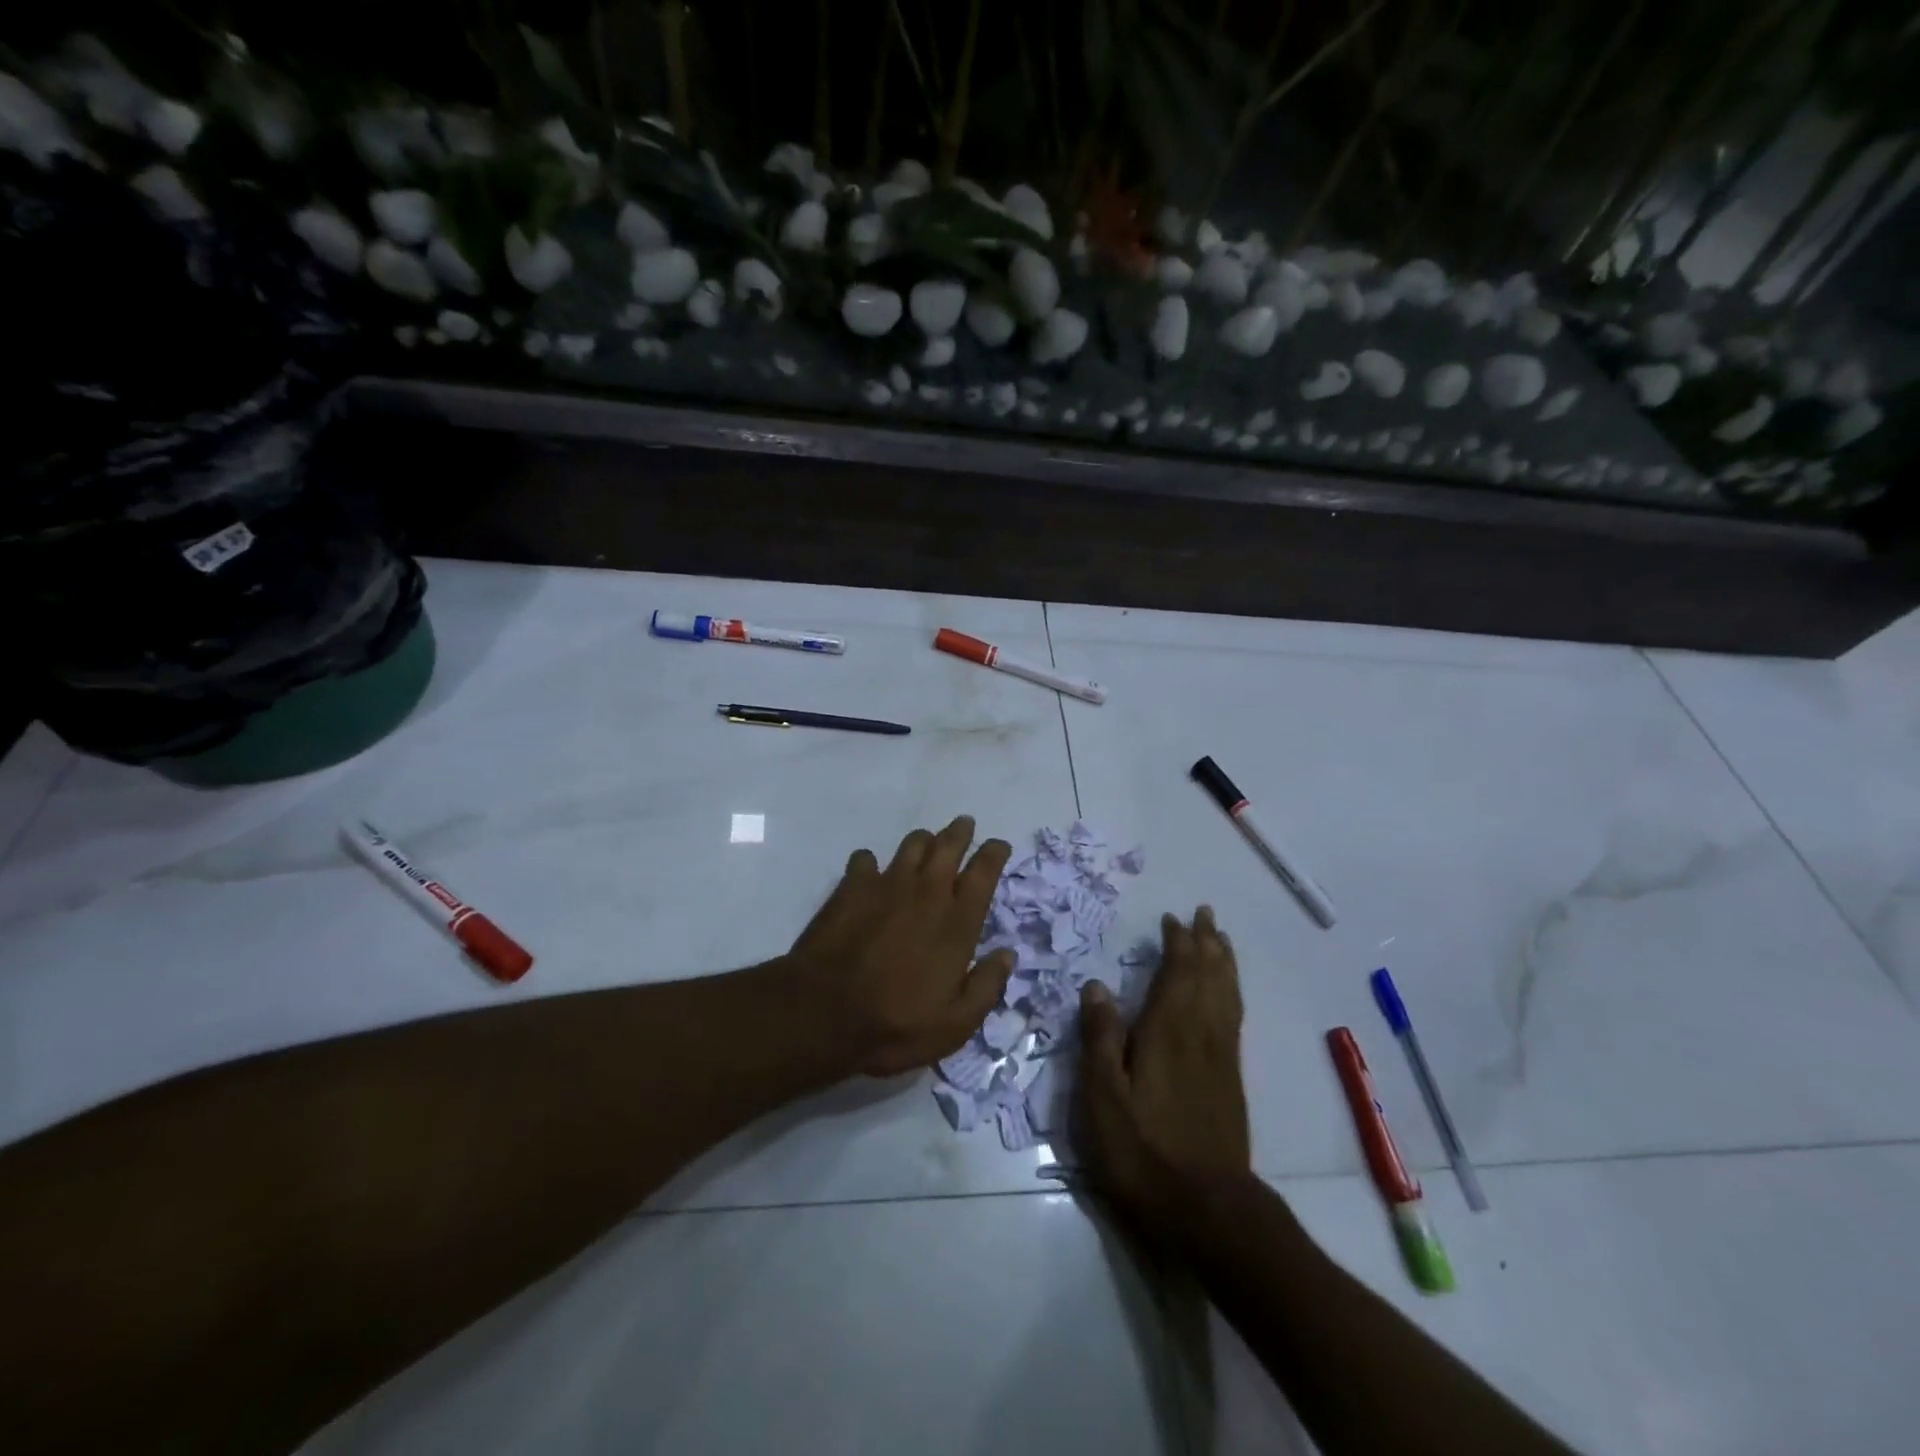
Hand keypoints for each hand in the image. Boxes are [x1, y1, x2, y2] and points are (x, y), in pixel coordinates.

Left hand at [784, 816, 1015, 1077]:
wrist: (824, 1013)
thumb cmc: (896, 1024)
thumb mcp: (955, 1024)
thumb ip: (987, 987)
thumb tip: (1007, 955)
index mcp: (957, 922)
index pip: (984, 873)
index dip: (994, 854)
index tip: (998, 845)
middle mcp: (927, 892)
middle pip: (949, 846)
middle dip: (961, 832)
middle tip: (965, 825)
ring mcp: (887, 885)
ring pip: (912, 845)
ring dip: (924, 841)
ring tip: (927, 843)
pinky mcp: (851, 887)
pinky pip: (866, 859)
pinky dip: (872, 862)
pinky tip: (870, 872)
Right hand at [1076, 906, 1252, 1246]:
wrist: (1207, 1210)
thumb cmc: (1143, 1152)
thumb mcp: (1103, 1098)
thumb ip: (1100, 1039)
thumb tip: (1096, 986)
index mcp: (1168, 1031)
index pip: (1178, 973)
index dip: (1178, 943)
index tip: (1174, 919)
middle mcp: (1200, 1034)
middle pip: (1209, 976)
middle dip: (1206, 943)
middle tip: (1204, 914)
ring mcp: (1221, 1058)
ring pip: (1227, 995)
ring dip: (1224, 963)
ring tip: (1221, 940)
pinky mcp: (1231, 1080)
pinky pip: (1234, 1019)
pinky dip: (1232, 993)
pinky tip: (1227, 995)